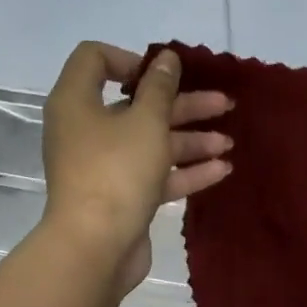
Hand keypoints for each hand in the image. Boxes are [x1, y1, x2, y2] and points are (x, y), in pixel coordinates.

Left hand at [41, 43, 231, 293]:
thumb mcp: (146, 122)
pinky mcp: (122, 197)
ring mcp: (104, 166)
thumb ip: (160, 88)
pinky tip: (221, 170)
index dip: (133, 60)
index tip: (166, 75)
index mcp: (78, 102)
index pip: (96, 60)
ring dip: (191, 140)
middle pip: (137, 105)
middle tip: (223, 104)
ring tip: (229, 142)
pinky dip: (184, 171)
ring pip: (151, 143)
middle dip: (183, 105)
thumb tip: (166, 59)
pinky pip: (155, 175)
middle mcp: (87, 130)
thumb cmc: (116, 171)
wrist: (96, 247)